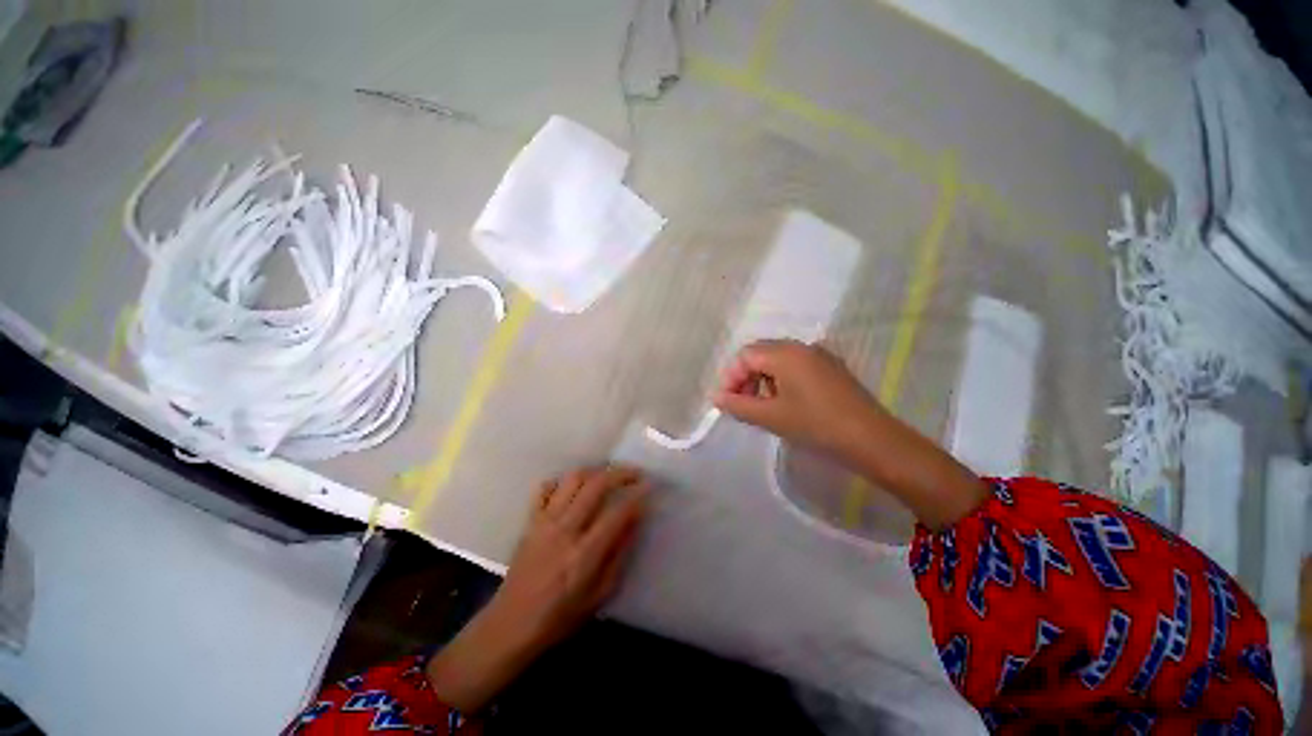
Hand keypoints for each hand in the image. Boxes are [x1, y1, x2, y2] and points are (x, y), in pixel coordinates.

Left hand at [426, 466, 647, 711]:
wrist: (510, 624)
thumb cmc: (560, 617)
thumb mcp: (599, 595)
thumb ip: (618, 556)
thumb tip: (635, 521)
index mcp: (584, 554)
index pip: (617, 513)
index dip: (637, 496)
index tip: (650, 487)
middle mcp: (565, 530)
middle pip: (596, 486)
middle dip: (620, 474)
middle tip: (635, 474)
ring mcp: (545, 521)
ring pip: (573, 479)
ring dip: (595, 472)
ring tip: (608, 476)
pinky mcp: (531, 520)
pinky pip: (546, 488)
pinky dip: (562, 481)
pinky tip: (574, 488)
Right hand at [712, 339, 884, 457]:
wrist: (872, 440)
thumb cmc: (816, 425)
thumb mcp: (771, 417)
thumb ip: (738, 405)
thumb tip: (716, 397)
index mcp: (785, 353)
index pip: (745, 355)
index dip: (731, 377)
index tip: (727, 402)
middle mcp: (801, 347)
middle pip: (760, 353)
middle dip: (745, 377)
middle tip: (741, 404)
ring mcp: (819, 356)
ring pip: (778, 359)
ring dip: (762, 379)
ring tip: (762, 406)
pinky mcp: (830, 368)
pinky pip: (796, 366)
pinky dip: (781, 380)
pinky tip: (785, 403)